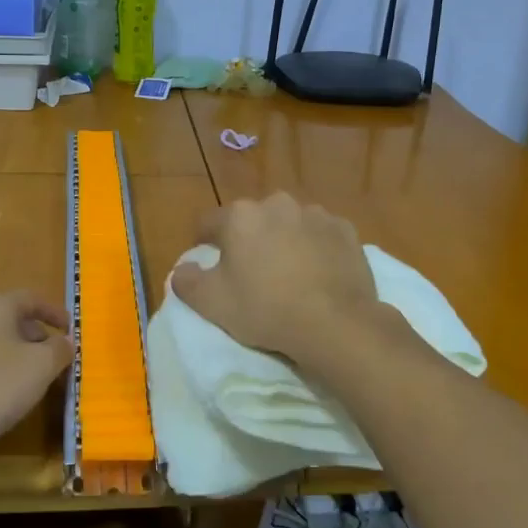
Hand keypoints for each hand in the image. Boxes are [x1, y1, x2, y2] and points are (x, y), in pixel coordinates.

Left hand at [0, 292, 73, 464]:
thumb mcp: (41, 366)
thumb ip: (60, 349)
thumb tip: (65, 342)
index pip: (32, 299)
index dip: (55, 313)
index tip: (71, 330)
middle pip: (10, 318)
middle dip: (36, 336)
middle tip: (54, 357)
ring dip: (15, 353)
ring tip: (32, 378)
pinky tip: (3, 393)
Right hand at [170, 192, 382, 368]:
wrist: (335, 323)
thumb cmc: (266, 309)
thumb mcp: (212, 304)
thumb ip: (187, 282)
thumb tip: (182, 270)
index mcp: (240, 216)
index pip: (208, 223)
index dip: (204, 242)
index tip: (208, 263)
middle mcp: (276, 204)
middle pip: (252, 220)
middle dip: (249, 239)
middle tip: (252, 272)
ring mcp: (315, 214)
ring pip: (289, 224)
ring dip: (284, 240)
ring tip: (289, 274)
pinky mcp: (345, 230)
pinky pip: (320, 235)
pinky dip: (316, 248)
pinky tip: (318, 274)